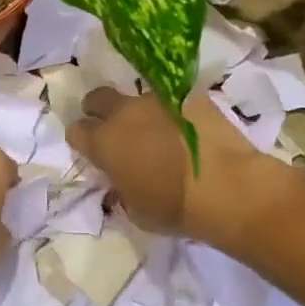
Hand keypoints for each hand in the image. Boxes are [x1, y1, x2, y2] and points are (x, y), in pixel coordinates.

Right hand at [67, 89, 280, 242]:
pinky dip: (173, 111)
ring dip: (139, 112)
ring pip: (137, 97)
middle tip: (114, 129)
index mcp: (104, 142)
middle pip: (98, 98)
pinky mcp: (189, 94)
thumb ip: (121, 187)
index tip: (93, 151)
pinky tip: (187, 129)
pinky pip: (172, 98)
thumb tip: (122, 178)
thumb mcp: (136, 211)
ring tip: (158, 131)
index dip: (82, 140)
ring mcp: (158, 99)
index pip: (76, 131)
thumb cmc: (175, 208)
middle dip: (99, 110)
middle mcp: (124, 113)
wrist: (227, 188)